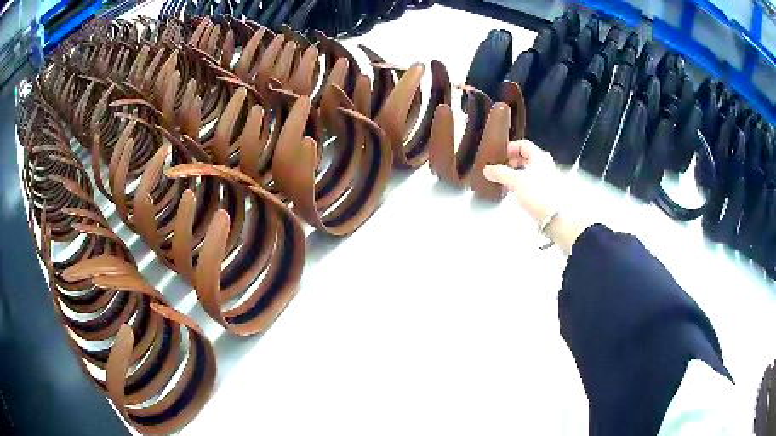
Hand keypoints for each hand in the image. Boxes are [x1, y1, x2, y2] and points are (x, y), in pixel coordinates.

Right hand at [483, 139, 563, 225]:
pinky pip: (533, 183)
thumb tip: (487, 169)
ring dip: (518, 174)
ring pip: (530, 171)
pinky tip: (517, 193)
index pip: (524, 144)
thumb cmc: (539, 194)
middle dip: (513, 162)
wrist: (557, 217)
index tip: (500, 154)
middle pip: (527, 158)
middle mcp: (546, 165)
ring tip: (507, 182)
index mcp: (539, 157)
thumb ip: (501, 173)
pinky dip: (524, 185)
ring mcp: (549, 179)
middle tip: (502, 168)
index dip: (511, 148)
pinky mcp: (548, 193)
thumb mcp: (516, 181)